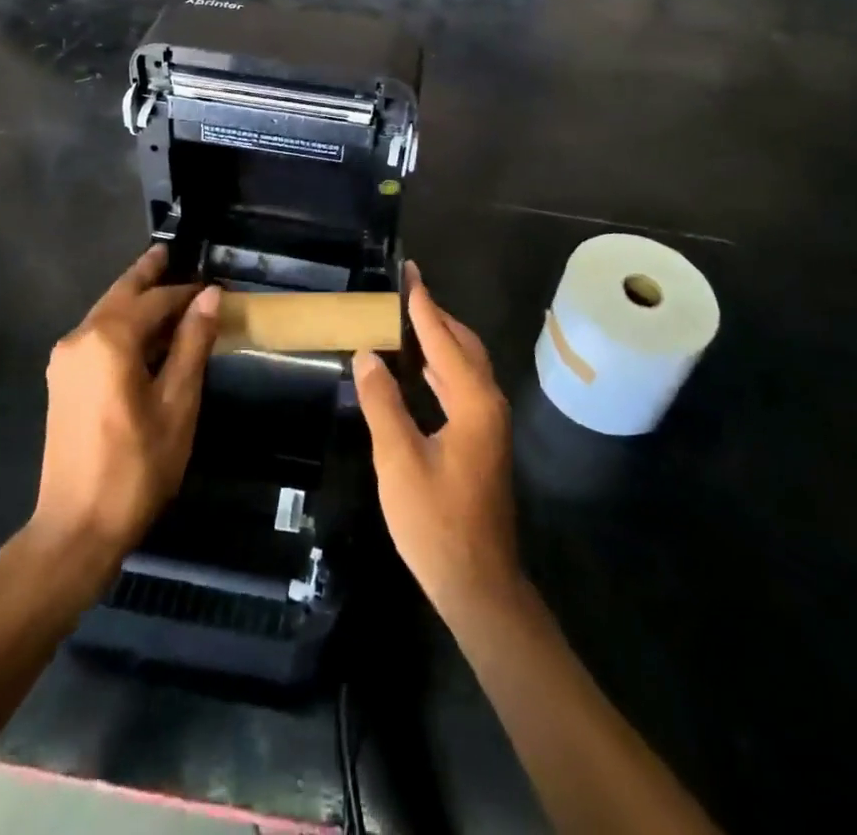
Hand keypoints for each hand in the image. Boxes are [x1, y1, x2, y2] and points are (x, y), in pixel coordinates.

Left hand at [30, 246, 219, 568]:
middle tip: (169, 251)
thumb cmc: (137, 466)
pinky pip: (96, 336)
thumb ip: (191, 344)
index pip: (155, 299)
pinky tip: (142, 331)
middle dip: (146, 274)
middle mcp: (79, 338)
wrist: (75, 527)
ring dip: (134, 300)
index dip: (186, 291)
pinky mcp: (62, 381)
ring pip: (105, 314)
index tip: (213, 287)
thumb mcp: (177, 403)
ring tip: (162, 285)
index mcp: (108, 339)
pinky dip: (121, 324)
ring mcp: (65, 361)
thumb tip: (210, 295)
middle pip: (120, 295)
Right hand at [354, 263, 520, 624]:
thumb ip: (383, 403)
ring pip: (465, 365)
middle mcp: (487, 403)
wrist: (478, 584)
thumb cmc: (436, 522)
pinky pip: (462, 386)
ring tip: (406, 321)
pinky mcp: (481, 440)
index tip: (409, 273)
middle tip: (404, 292)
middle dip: (435, 316)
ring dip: (439, 340)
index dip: (423, 305)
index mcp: (472, 402)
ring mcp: (488, 424)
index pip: (444, 339)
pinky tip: (419, 370)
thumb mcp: (399, 461)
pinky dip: (441, 367)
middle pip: (463, 345)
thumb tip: (368, 355)